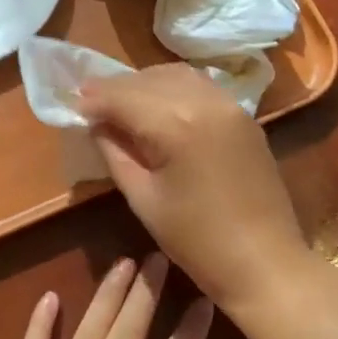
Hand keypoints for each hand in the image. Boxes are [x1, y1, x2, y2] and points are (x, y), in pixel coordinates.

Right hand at [80, 64, 311, 310]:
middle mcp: (204, 101)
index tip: (73, 105)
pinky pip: (201, 86)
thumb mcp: (144, 199)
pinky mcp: (244, 116)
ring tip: (122, 102)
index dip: (94, 99)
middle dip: (116, 89)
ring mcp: (230, 105)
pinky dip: (174, 88)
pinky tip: (159, 106)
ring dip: (145, 84)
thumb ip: (116, 153)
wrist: (265, 262)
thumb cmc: (196, 240)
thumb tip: (97, 126)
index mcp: (175, 124)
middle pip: (148, 80)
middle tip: (90, 102)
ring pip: (176, 76)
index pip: (123, 97)